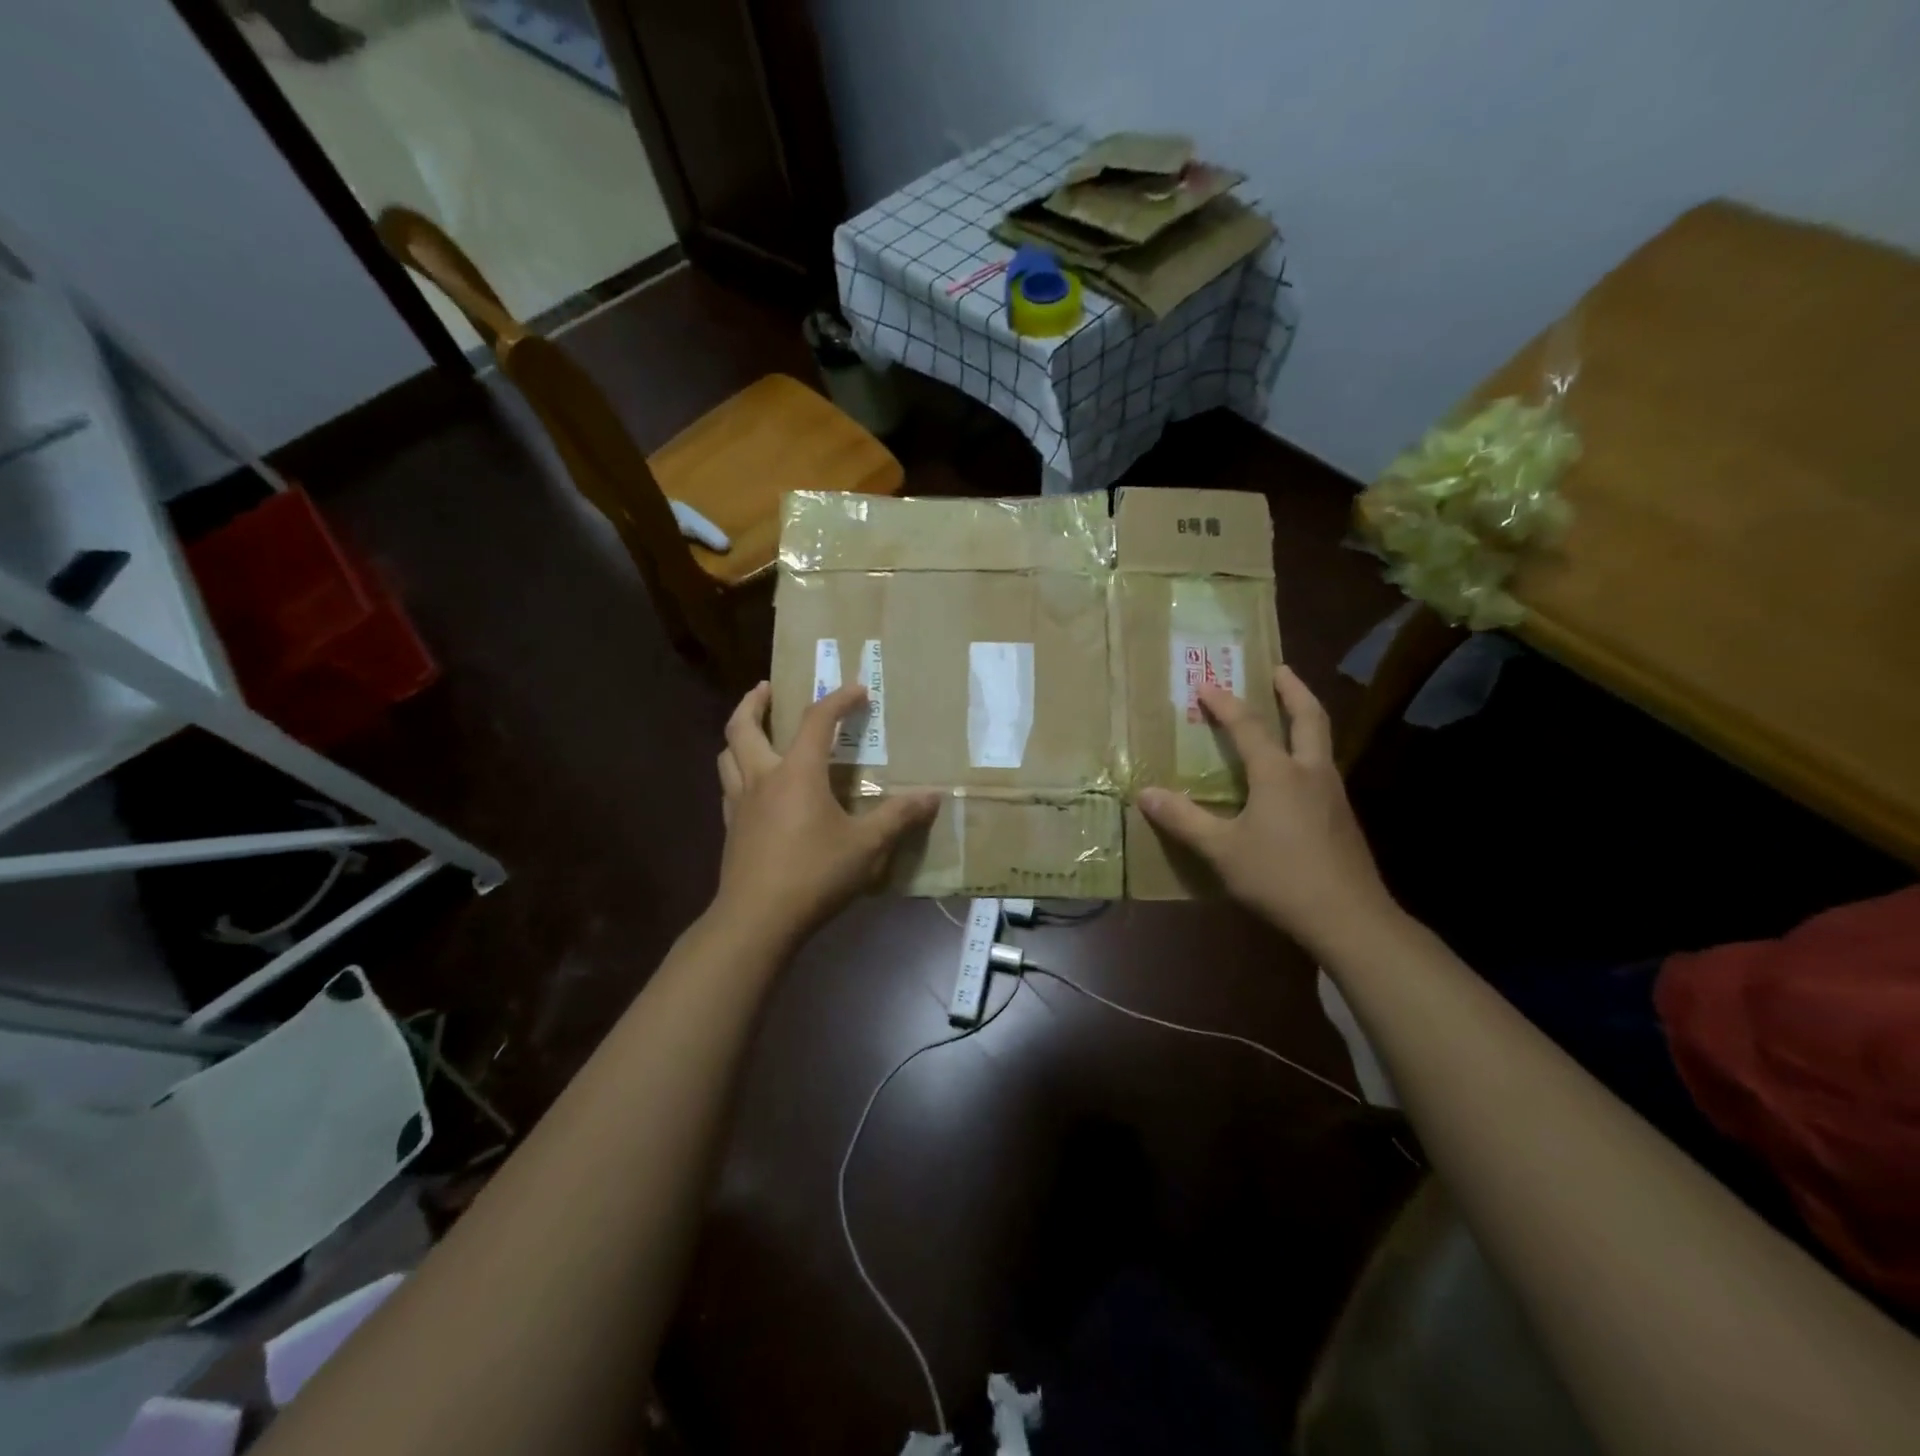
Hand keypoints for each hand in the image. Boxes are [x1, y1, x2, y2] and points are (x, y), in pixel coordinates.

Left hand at [713, 682, 938, 947]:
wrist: (757, 919)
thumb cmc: (815, 874)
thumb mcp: (867, 846)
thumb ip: (900, 817)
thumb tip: (934, 796)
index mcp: (797, 772)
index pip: (816, 720)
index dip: (838, 699)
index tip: (858, 690)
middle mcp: (763, 777)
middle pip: (744, 726)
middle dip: (755, 702)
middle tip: (767, 688)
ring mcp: (740, 803)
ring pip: (727, 754)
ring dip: (739, 733)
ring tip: (754, 730)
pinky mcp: (731, 828)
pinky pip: (727, 785)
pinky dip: (736, 770)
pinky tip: (752, 784)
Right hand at [1138, 665, 1395, 956]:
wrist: (1349, 918)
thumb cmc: (1280, 877)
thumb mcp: (1222, 850)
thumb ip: (1184, 820)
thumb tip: (1145, 793)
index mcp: (1279, 774)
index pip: (1249, 726)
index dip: (1225, 703)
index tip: (1206, 683)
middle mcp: (1311, 773)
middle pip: (1309, 718)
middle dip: (1293, 690)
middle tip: (1279, 670)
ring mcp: (1333, 794)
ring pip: (1322, 742)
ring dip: (1305, 718)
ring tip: (1287, 712)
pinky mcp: (1343, 817)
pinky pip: (1323, 768)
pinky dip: (1307, 751)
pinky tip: (1295, 774)